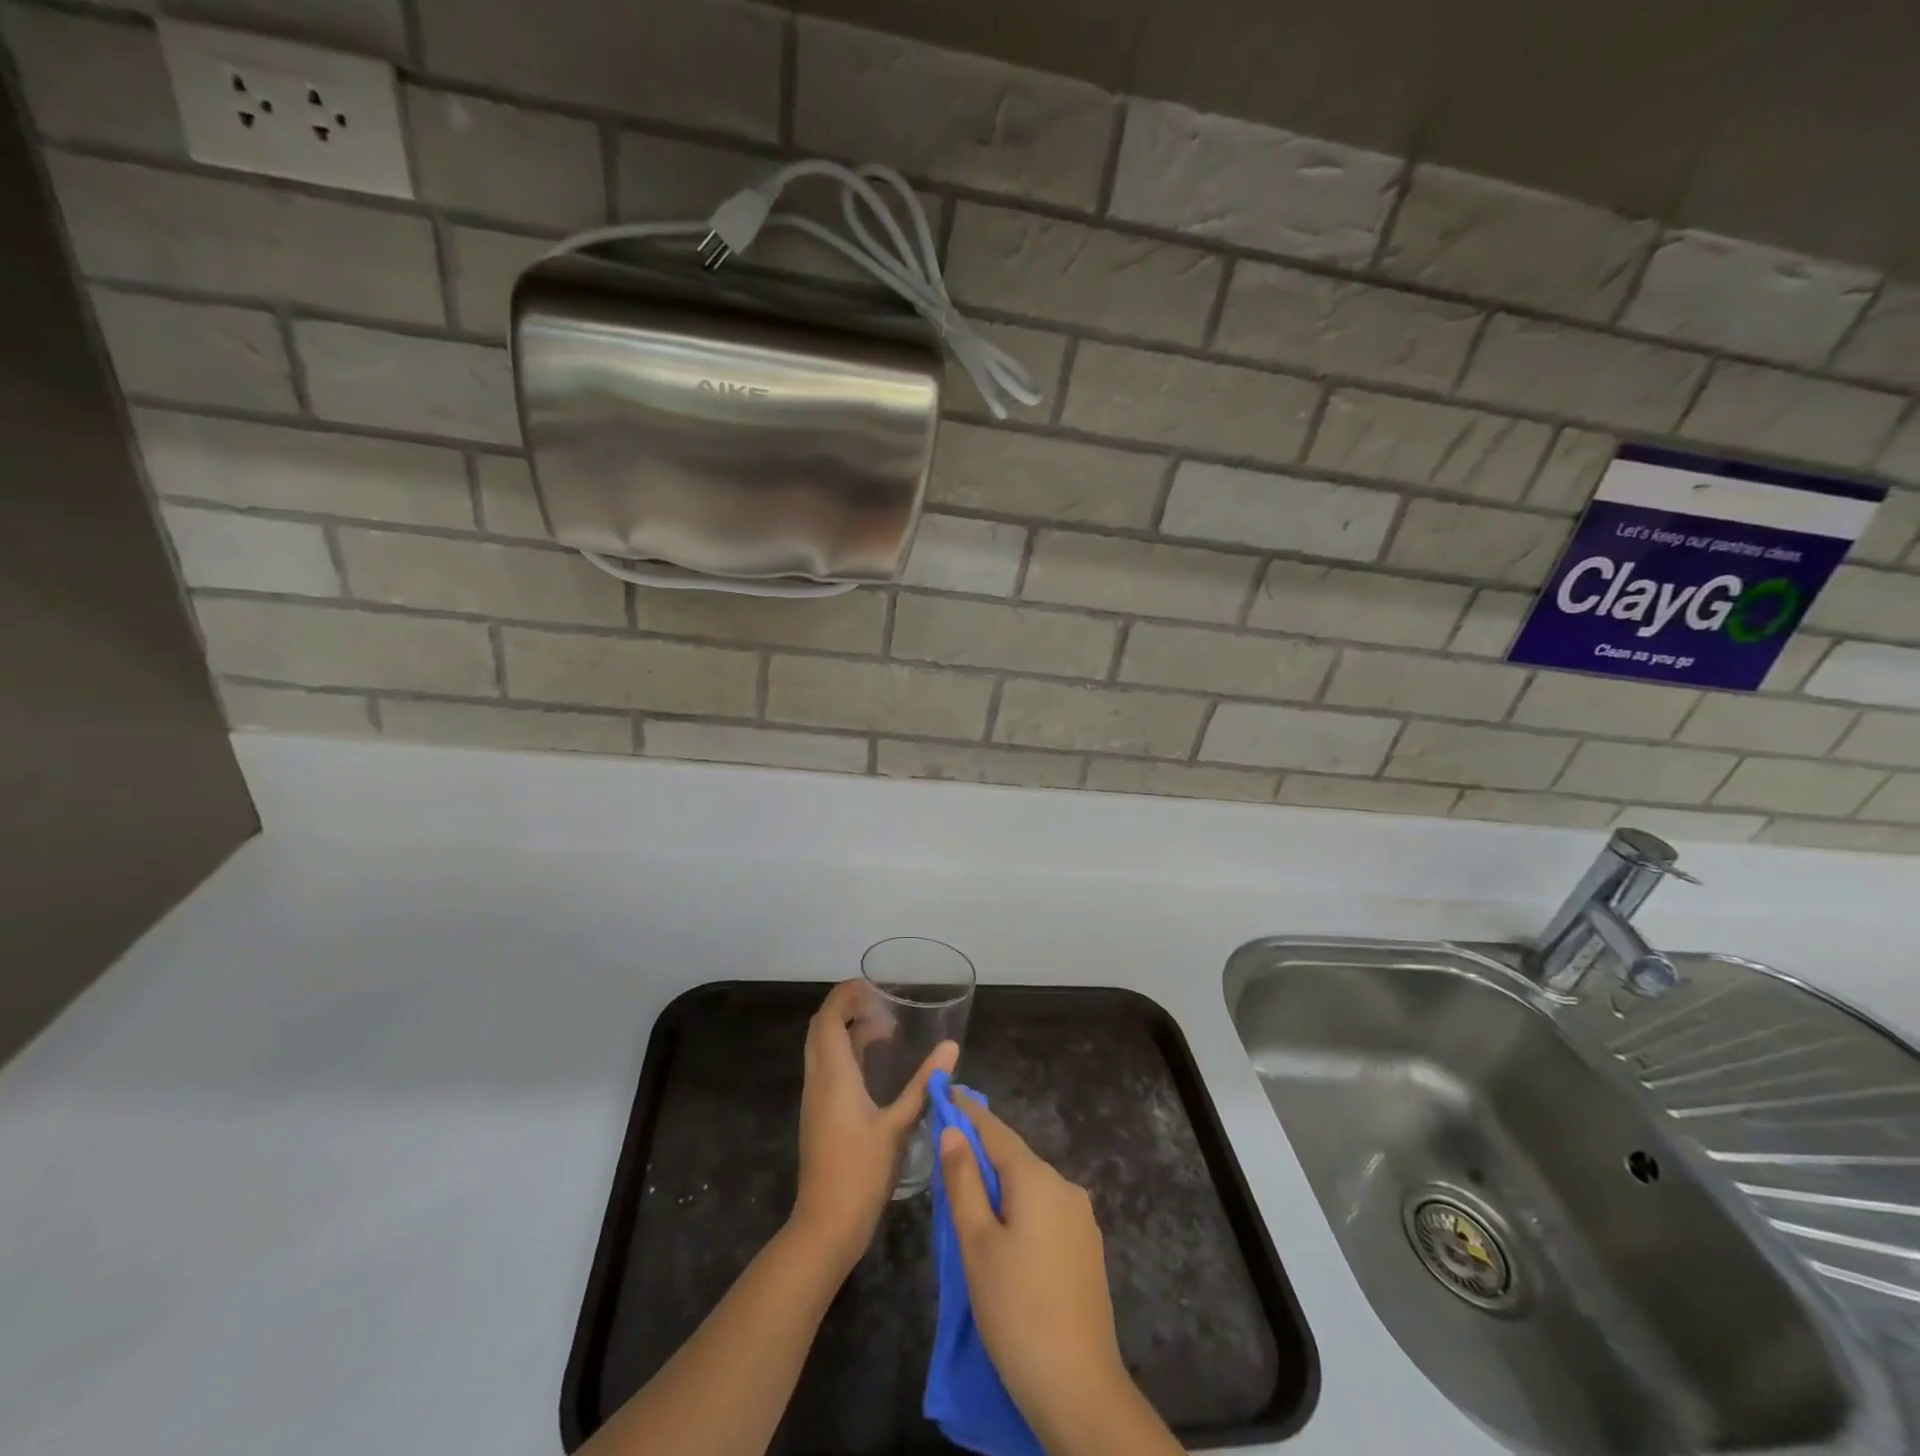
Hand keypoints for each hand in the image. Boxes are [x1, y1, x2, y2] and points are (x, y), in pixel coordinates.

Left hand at [790, 980, 956, 1272]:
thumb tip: (951, 1047)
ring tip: (885, 1029)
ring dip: (847, 1030)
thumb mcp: (899, 1125)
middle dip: (847, 1008)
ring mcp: (816, 1097)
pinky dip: (846, 1052)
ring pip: (823, 1047)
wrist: (826, 1224)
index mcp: (833, 1074)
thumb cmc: (862, 1172)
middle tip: (882, 1002)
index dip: (846, 995)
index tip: (872, 984)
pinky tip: (874, 1065)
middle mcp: (819, 1079)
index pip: (829, 1018)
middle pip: (822, 1028)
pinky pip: (827, 1066)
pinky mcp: (819, 1113)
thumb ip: (924, 1084)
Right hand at [938, 1095, 1131, 1446]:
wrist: (1079, 1388)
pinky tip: (1005, 1232)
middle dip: (982, 1151)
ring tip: (969, 1195)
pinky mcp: (1087, 1249)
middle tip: (947, 1150)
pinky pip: (1046, 1212)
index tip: (948, 1091)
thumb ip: (964, 1182)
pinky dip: (1021, 1209)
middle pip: (1015, 1158)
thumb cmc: (1016, 1310)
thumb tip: (955, 1130)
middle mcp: (1065, 1187)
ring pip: (1031, 1187)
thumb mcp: (977, 1244)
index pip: (996, 1131)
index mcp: (1037, 1178)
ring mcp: (1081, 1219)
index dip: (969, 1112)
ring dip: (1001, 1184)